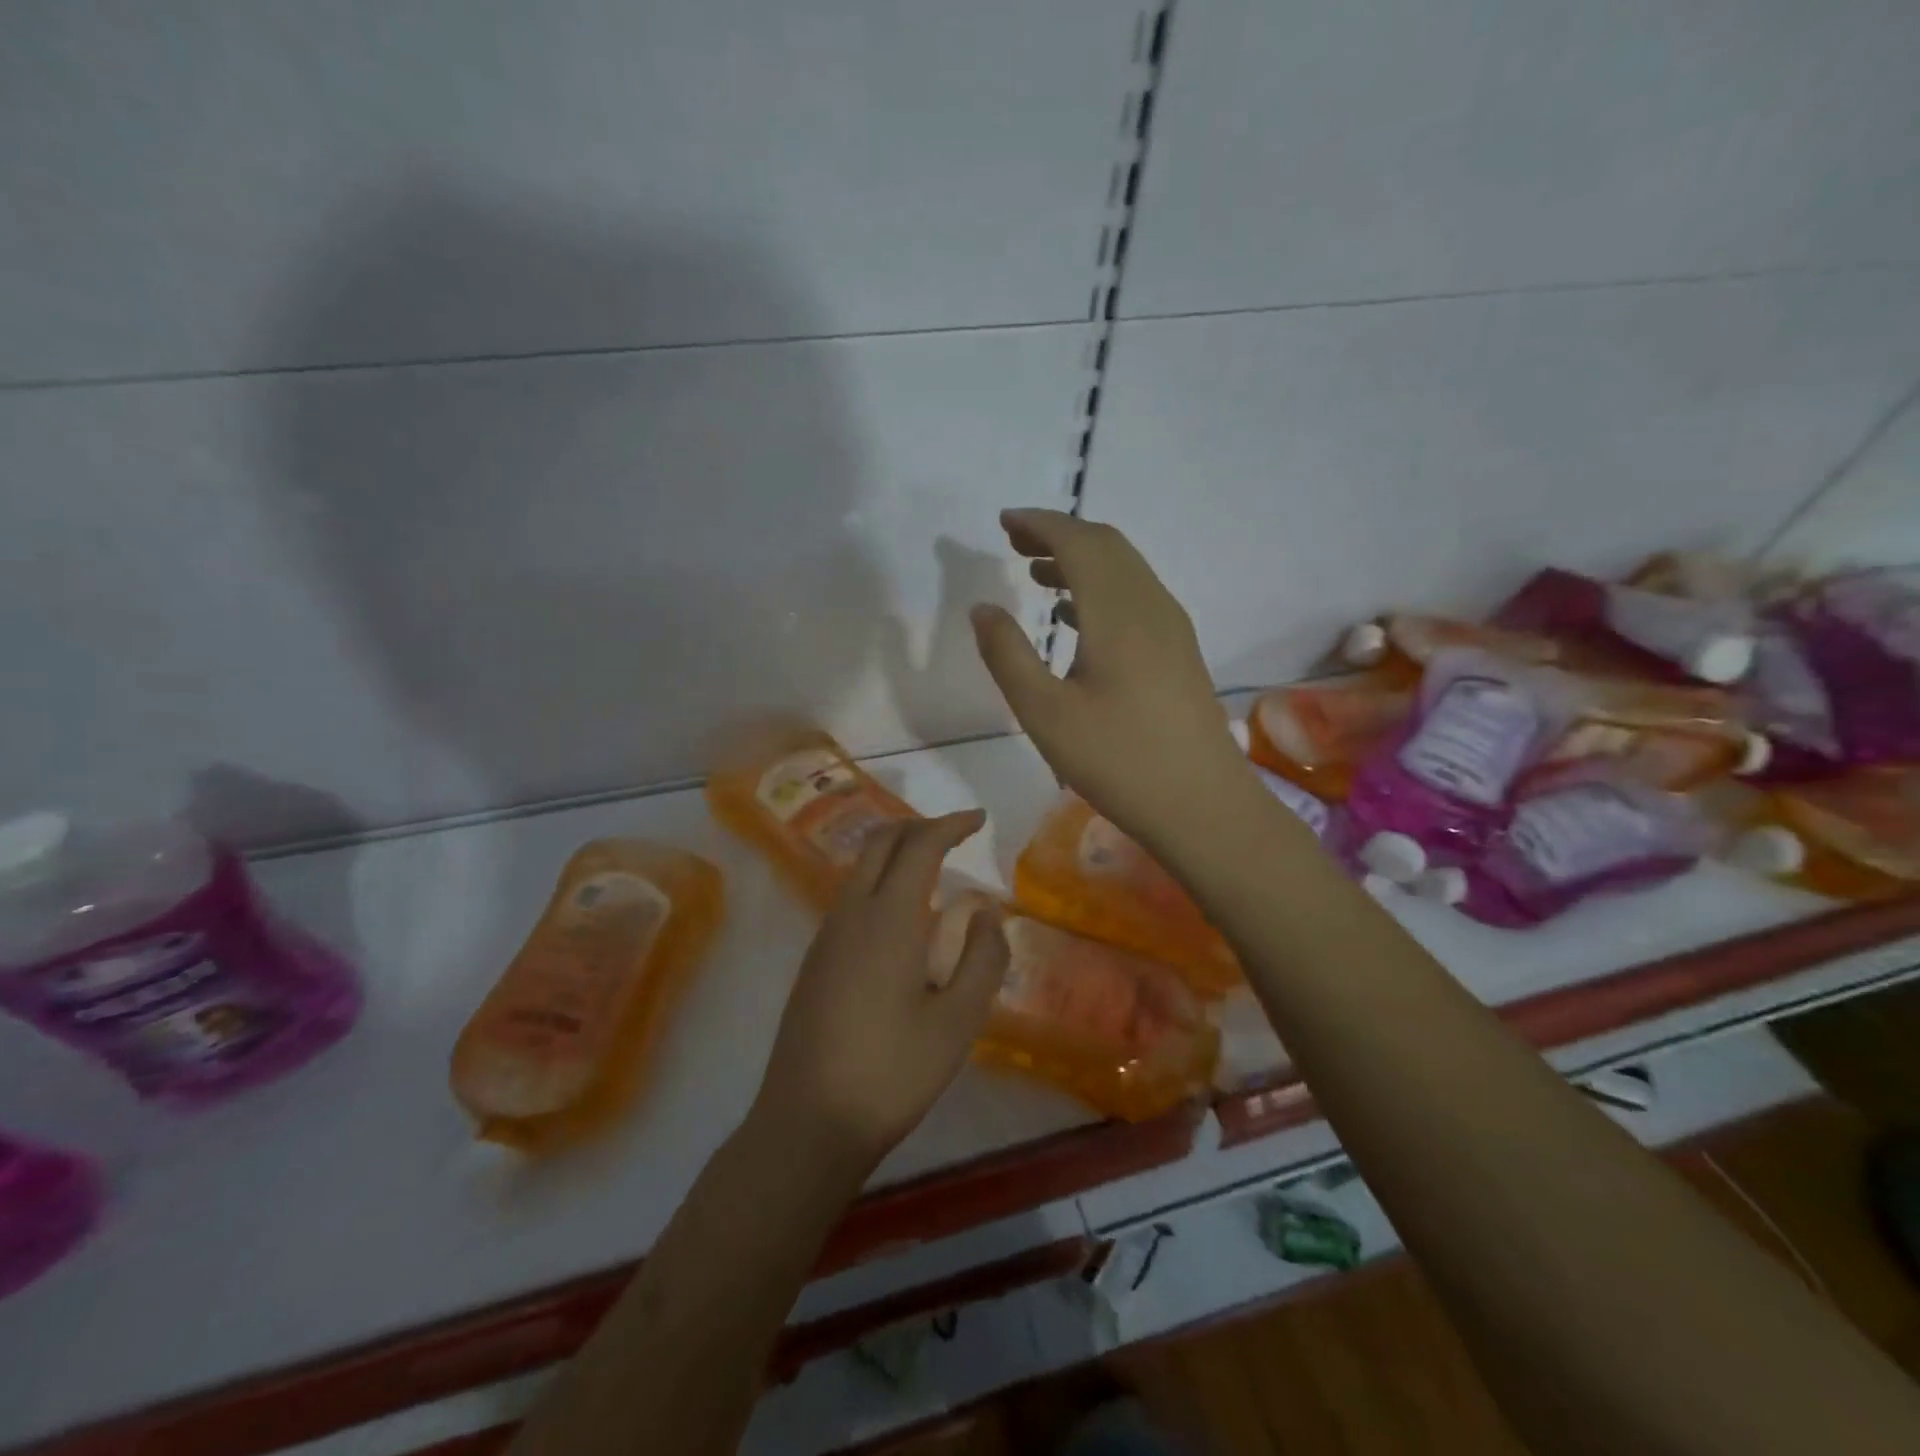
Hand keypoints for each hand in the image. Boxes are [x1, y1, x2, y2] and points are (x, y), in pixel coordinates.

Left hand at [753, 812, 1008, 1170]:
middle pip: (881, 843)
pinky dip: (881, 882)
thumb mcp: (957, 1021)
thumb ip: (982, 958)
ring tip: (935, 870)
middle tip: (957, 834)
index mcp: (888, 918)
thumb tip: (987, 911)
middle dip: (921, 827)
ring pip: (861, 868)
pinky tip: (902, 919)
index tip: (980, 818)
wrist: (807, 1122)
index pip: (920, 846)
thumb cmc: (892, 1072)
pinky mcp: (815, 960)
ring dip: (897, 853)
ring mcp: (826, 935)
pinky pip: (851, 897)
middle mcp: (851, 913)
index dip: (952, 824)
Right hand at [969, 508, 1253, 850]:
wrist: (1203, 804)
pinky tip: (1075, 621)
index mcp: (1118, 612)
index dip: (1039, 524)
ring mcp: (1172, 628)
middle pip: (1106, 546)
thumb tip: (983, 608)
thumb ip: (1008, 655)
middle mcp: (1150, 606)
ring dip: (1081, 561)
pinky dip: (1101, 590)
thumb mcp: (1045, 714)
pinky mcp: (1180, 652)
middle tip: (1015, 542)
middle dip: (1059, 535)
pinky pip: (1136, 597)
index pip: (1078, 542)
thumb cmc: (1118, 761)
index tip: (1004, 522)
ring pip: (1125, 571)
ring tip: (1038, 575)